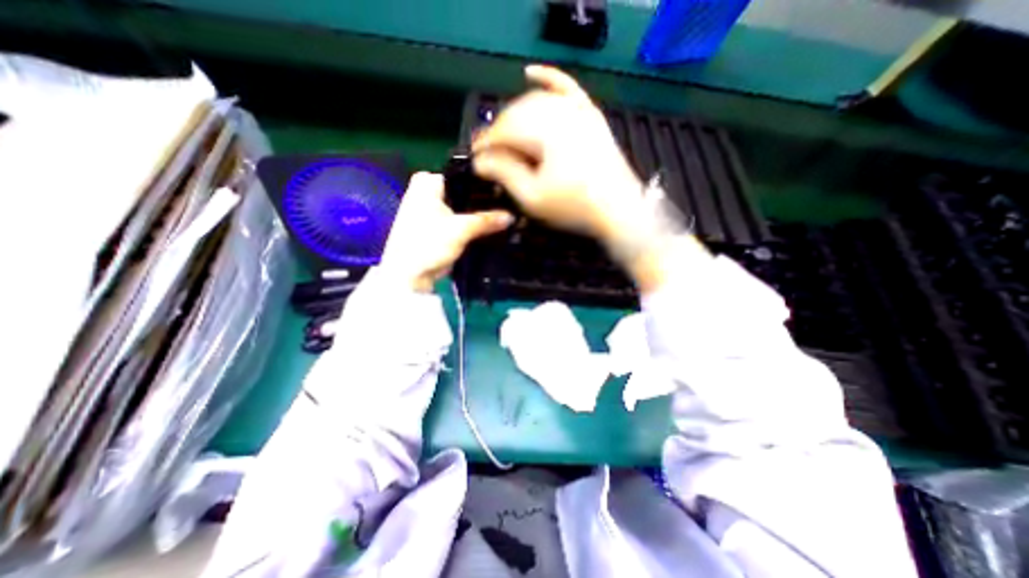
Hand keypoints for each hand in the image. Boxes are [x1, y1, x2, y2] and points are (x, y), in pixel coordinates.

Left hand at [379, 168, 510, 289]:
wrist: (409, 276)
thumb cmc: (427, 244)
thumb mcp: (460, 230)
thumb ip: (487, 220)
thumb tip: (512, 216)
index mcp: (428, 182)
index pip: (465, 175)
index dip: (487, 183)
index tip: (508, 190)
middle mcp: (430, 191)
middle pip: (466, 191)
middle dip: (486, 200)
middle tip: (511, 204)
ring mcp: (434, 210)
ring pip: (464, 207)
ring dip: (481, 214)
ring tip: (507, 215)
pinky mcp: (439, 226)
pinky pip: (461, 220)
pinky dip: (473, 224)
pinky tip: (493, 226)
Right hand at [472, 64, 639, 247]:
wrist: (619, 209)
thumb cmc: (574, 207)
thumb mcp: (533, 197)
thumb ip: (505, 174)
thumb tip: (480, 161)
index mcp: (544, 132)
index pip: (503, 130)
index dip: (485, 144)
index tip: (475, 158)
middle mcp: (560, 111)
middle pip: (517, 113)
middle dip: (498, 131)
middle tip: (487, 151)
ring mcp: (578, 110)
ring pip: (536, 101)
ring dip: (515, 115)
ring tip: (505, 135)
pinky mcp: (590, 115)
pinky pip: (566, 88)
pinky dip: (549, 79)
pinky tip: (532, 73)